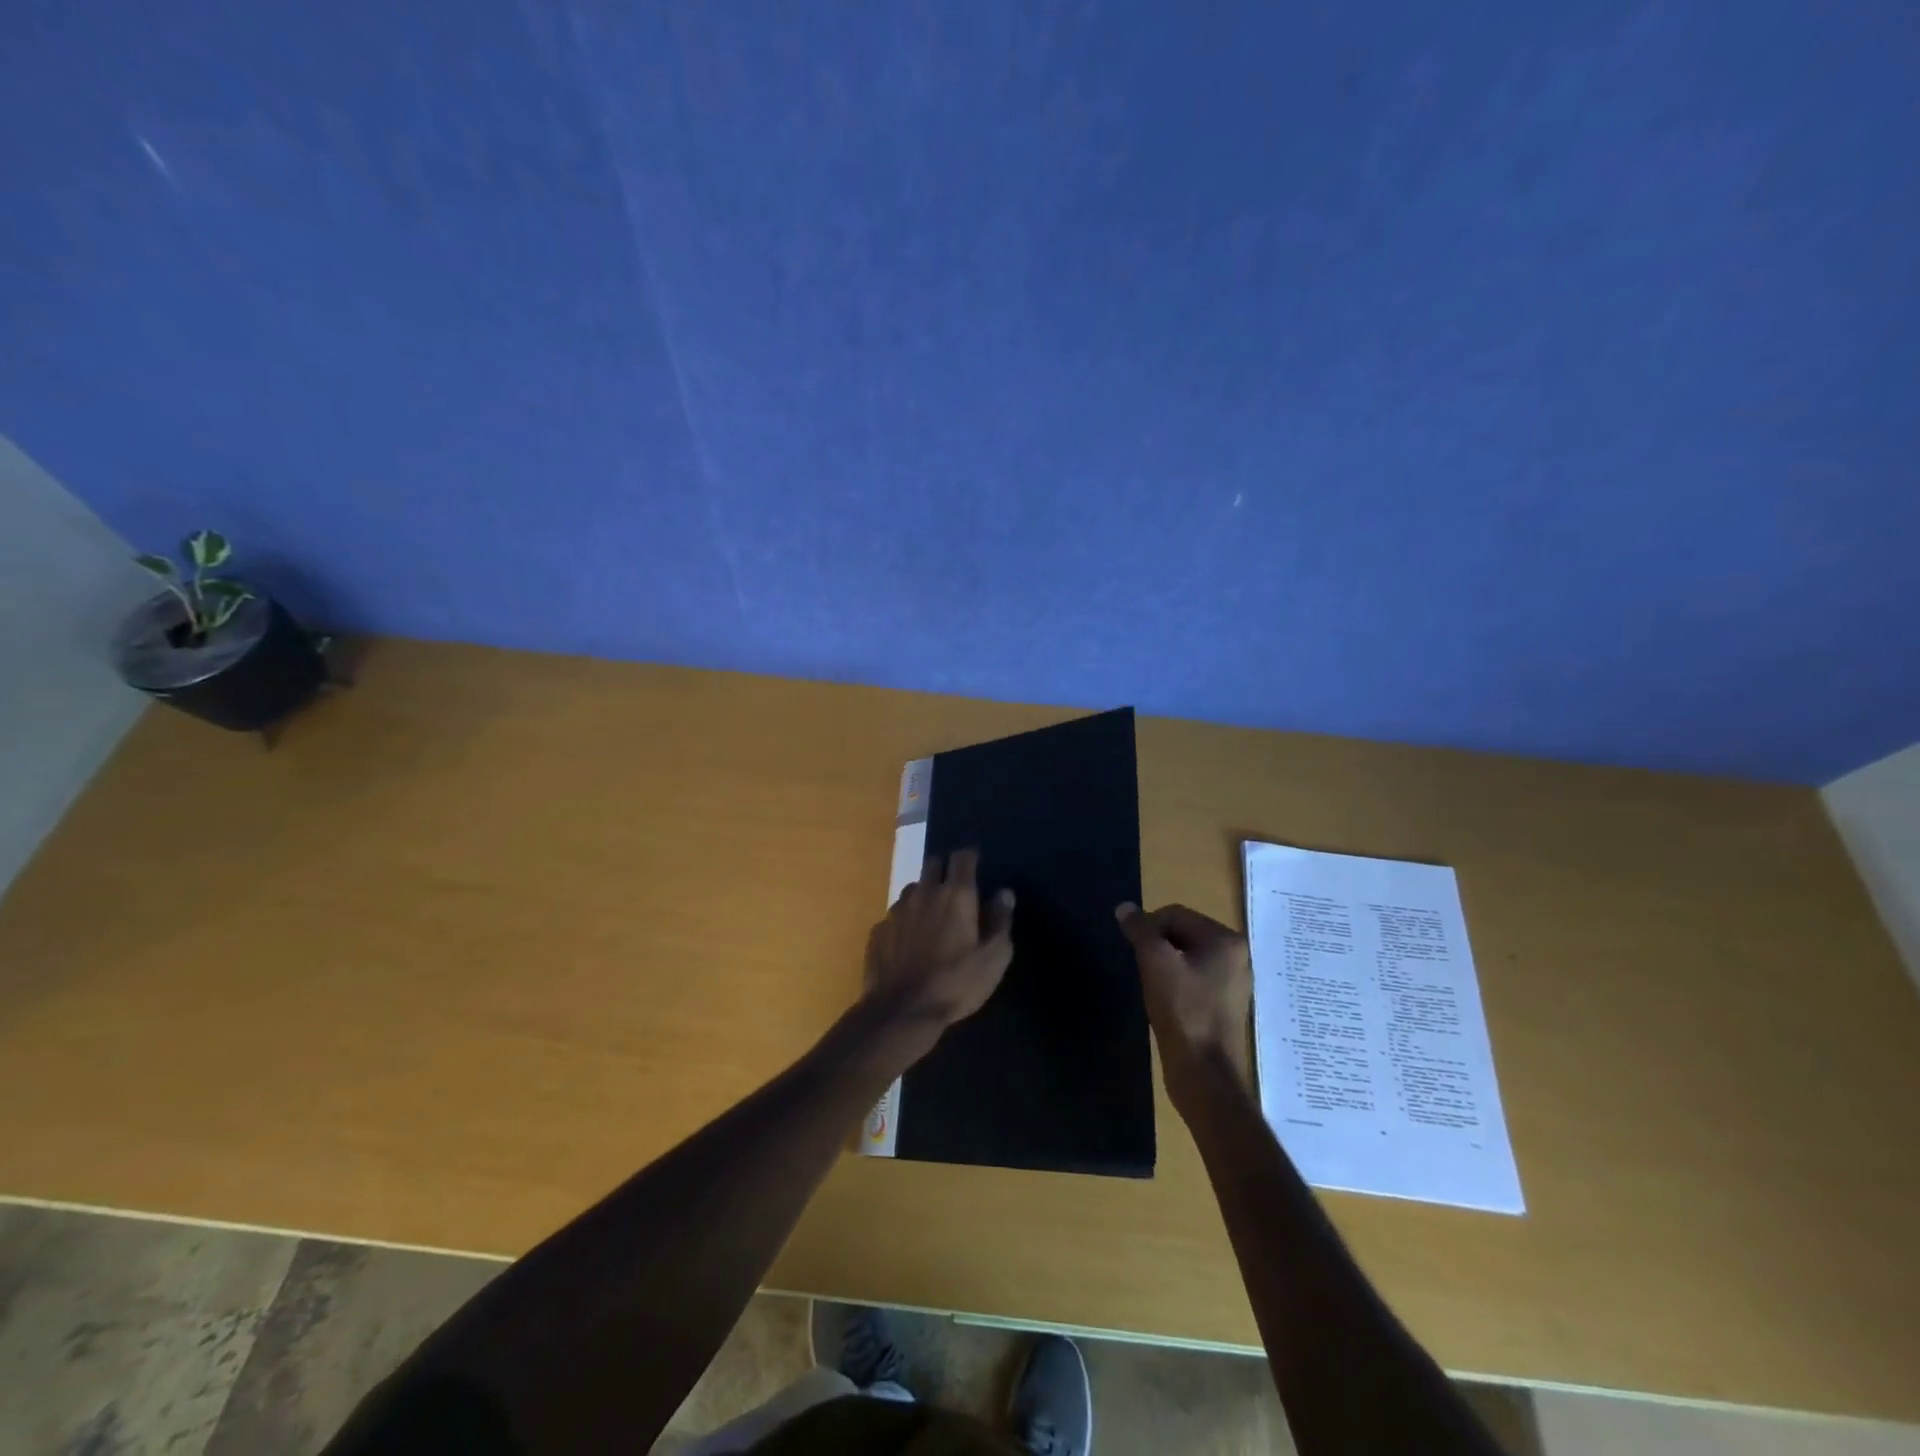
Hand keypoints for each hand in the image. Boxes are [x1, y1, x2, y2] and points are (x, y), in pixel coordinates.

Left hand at [864, 849, 1014, 1041]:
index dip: (970, 857)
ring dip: (924, 895)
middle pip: (933, 864)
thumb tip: (1004, 893)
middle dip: (944, 870)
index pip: (962, 857)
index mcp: (956, 895)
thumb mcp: (993, 958)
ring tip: (931, 917)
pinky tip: (909, 943)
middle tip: (954, 890)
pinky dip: (906, 921)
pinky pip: (895, 915)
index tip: (976, 863)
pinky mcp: (879, 930)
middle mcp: (924, 893)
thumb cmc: (956, 983)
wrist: (901, 1011)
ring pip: (912, 889)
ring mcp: (897, 910)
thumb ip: (1000, 921)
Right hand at [1116, 902, 1254, 1112]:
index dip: (1148, 927)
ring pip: (1185, 957)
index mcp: (1227, 941)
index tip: (1134, 952)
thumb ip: (1140, 930)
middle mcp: (1236, 957)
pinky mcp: (1223, 1006)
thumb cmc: (1183, 1012)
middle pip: (1182, 933)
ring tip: (1152, 987)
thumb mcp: (1155, 963)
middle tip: (1142, 969)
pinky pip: (1193, 979)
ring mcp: (1232, 983)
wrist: (1205, 1076)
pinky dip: (1174, 983)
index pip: (1175, 914)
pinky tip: (1165, 1002)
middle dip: (1156, 946)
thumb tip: (1124, 907)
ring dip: (1163, 965)